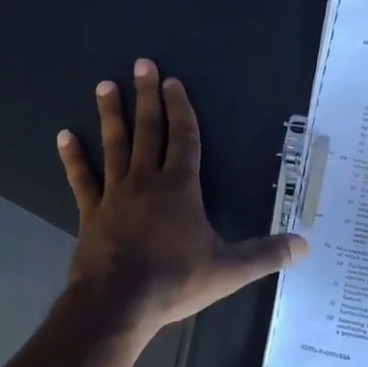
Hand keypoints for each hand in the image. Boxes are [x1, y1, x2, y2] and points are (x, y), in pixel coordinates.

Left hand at [58, 59, 307, 338]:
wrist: (119, 302)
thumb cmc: (174, 281)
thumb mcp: (228, 270)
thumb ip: (265, 254)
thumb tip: (304, 246)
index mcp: (180, 188)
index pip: (184, 139)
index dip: (180, 109)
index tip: (173, 82)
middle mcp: (146, 181)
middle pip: (148, 131)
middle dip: (146, 97)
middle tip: (140, 64)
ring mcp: (115, 194)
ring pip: (114, 145)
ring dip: (110, 114)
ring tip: (104, 84)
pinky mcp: (91, 212)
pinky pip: (81, 179)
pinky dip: (73, 157)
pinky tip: (64, 136)